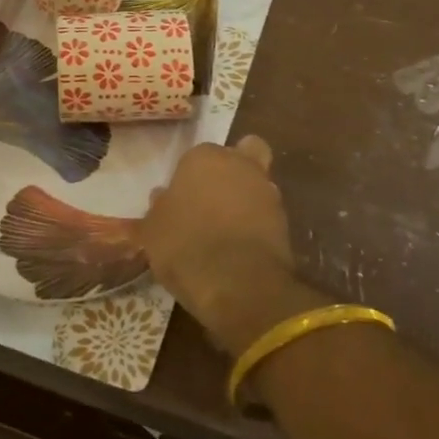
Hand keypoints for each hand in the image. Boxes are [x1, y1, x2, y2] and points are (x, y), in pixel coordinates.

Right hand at [143, 137, 315, 354]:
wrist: (238, 283)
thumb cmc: (186, 245)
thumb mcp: (153, 231)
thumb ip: (158, 209)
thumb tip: (162, 198)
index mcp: (204, 157)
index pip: (196, 157)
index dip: (190, 178)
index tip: (181, 201)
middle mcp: (240, 164)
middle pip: (242, 155)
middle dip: (232, 172)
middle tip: (212, 201)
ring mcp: (267, 191)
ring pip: (258, 185)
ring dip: (247, 200)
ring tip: (226, 231)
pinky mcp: (286, 222)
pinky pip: (267, 216)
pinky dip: (257, 226)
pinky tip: (240, 249)